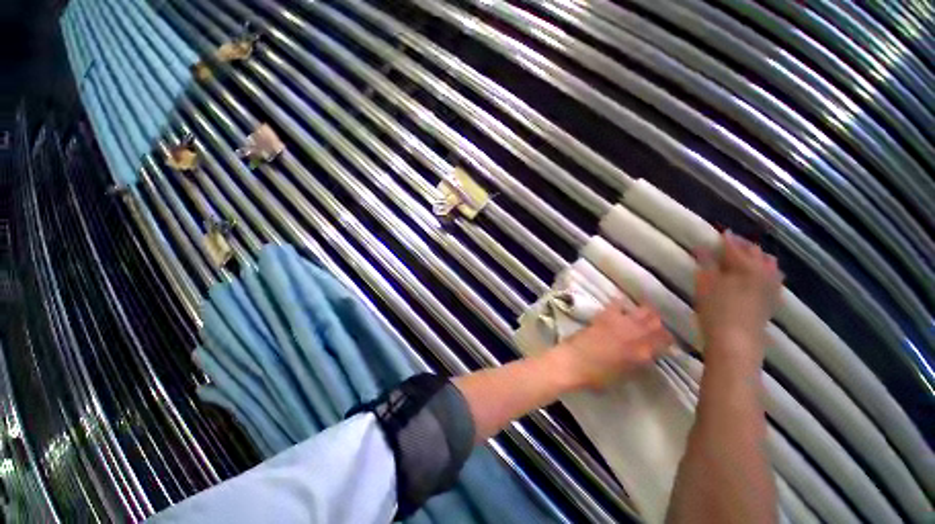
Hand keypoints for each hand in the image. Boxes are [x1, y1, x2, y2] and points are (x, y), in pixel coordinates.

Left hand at [552, 302, 673, 388]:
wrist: (573, 362)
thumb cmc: (597, 376)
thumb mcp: (624, 375)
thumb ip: (638, 363)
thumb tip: (646, 354)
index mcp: (642, 354)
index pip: (665, 341)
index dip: (667, 338)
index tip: (665, 339)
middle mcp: (636, 336)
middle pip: (656, 323)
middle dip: (657, 323)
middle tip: (654, 325)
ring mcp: (621, 324)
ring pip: (643, 311)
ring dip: (645, 312)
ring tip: (642, 314)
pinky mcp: (605, 316)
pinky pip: (618, 304)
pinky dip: (621, 305)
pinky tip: (621, 308)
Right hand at [695, 231, 783, 364]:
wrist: (737, 341)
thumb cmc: (715, 311)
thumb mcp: (704, 286)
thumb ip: (705, 264)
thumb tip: (702, 247)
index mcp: (744, 266)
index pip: (734, 246)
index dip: (726, 238)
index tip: (719, 232)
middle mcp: (762, 271)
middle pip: (755, 251)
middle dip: (742, 245)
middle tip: (728, 245)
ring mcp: (771, 285)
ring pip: (769, 263)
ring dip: (756, 257)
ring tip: (743, 258)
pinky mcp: (773, 298)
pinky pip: (774, 276)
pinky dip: (766, 270)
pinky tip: (759, 275)